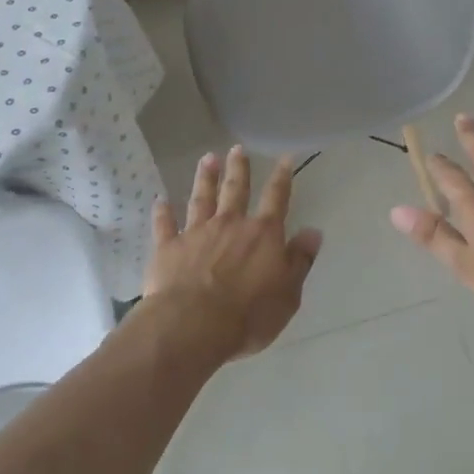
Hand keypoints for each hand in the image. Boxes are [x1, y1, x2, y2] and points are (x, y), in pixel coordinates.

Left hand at [144, 147, 322, 360]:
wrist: (193, 325)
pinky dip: (162, 212)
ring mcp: (196, 233)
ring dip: (205, 178)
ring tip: (207, 159)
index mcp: (262, 235)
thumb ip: (299, 261)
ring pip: (202, 198)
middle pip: (235, 189)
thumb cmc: (248, 315)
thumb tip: (313, 232)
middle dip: (238, 168)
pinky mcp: (168, 247)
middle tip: (237, 148)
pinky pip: (165, 224)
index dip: (282, 177)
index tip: (285, 157)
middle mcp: (230, 225)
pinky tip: (160, 200)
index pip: (276, 199)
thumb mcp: (288, 294)